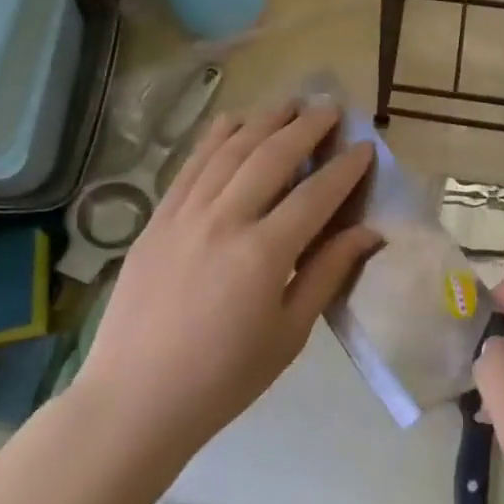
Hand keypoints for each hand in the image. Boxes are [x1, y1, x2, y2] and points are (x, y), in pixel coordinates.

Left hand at [77, 99, 377, 463]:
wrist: (133, 401)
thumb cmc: (222, 379)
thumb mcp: (289, 335)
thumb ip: (328, 274)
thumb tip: (369, 232)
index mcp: (264, 254)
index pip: (316, 194)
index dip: (345, 168)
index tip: (365, 147)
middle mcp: (225, 220)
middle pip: (273, 156)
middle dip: (308, 126)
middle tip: (331, 108)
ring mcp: (185, 214)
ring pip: (231, 149)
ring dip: (264, 120)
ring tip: (290, 102)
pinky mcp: (157, 218)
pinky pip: (191, 164)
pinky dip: (216, 136)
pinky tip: (234, 119)